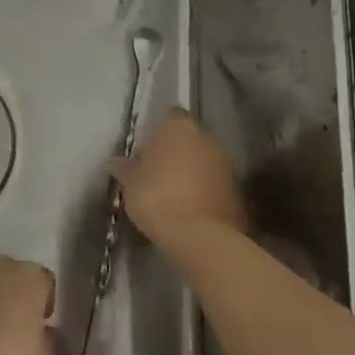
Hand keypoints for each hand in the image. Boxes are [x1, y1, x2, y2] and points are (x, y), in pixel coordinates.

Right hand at [110, 110, 247, 251]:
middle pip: (188, 140)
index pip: (170, 117)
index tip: (145, 151)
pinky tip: (189, 210)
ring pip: (203, 163)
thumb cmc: (156, 198)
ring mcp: (226, 166)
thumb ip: (124, 168)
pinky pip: (214, 185)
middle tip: (154, 173)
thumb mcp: (129, 183)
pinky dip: (204, 192)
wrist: (199, 238)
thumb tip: (116, 162)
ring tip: (171, 195)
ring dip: (190, 173)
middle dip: (174, 153)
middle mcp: (207, 140)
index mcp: (179, 129)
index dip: (157, 132)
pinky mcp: (238, 193)